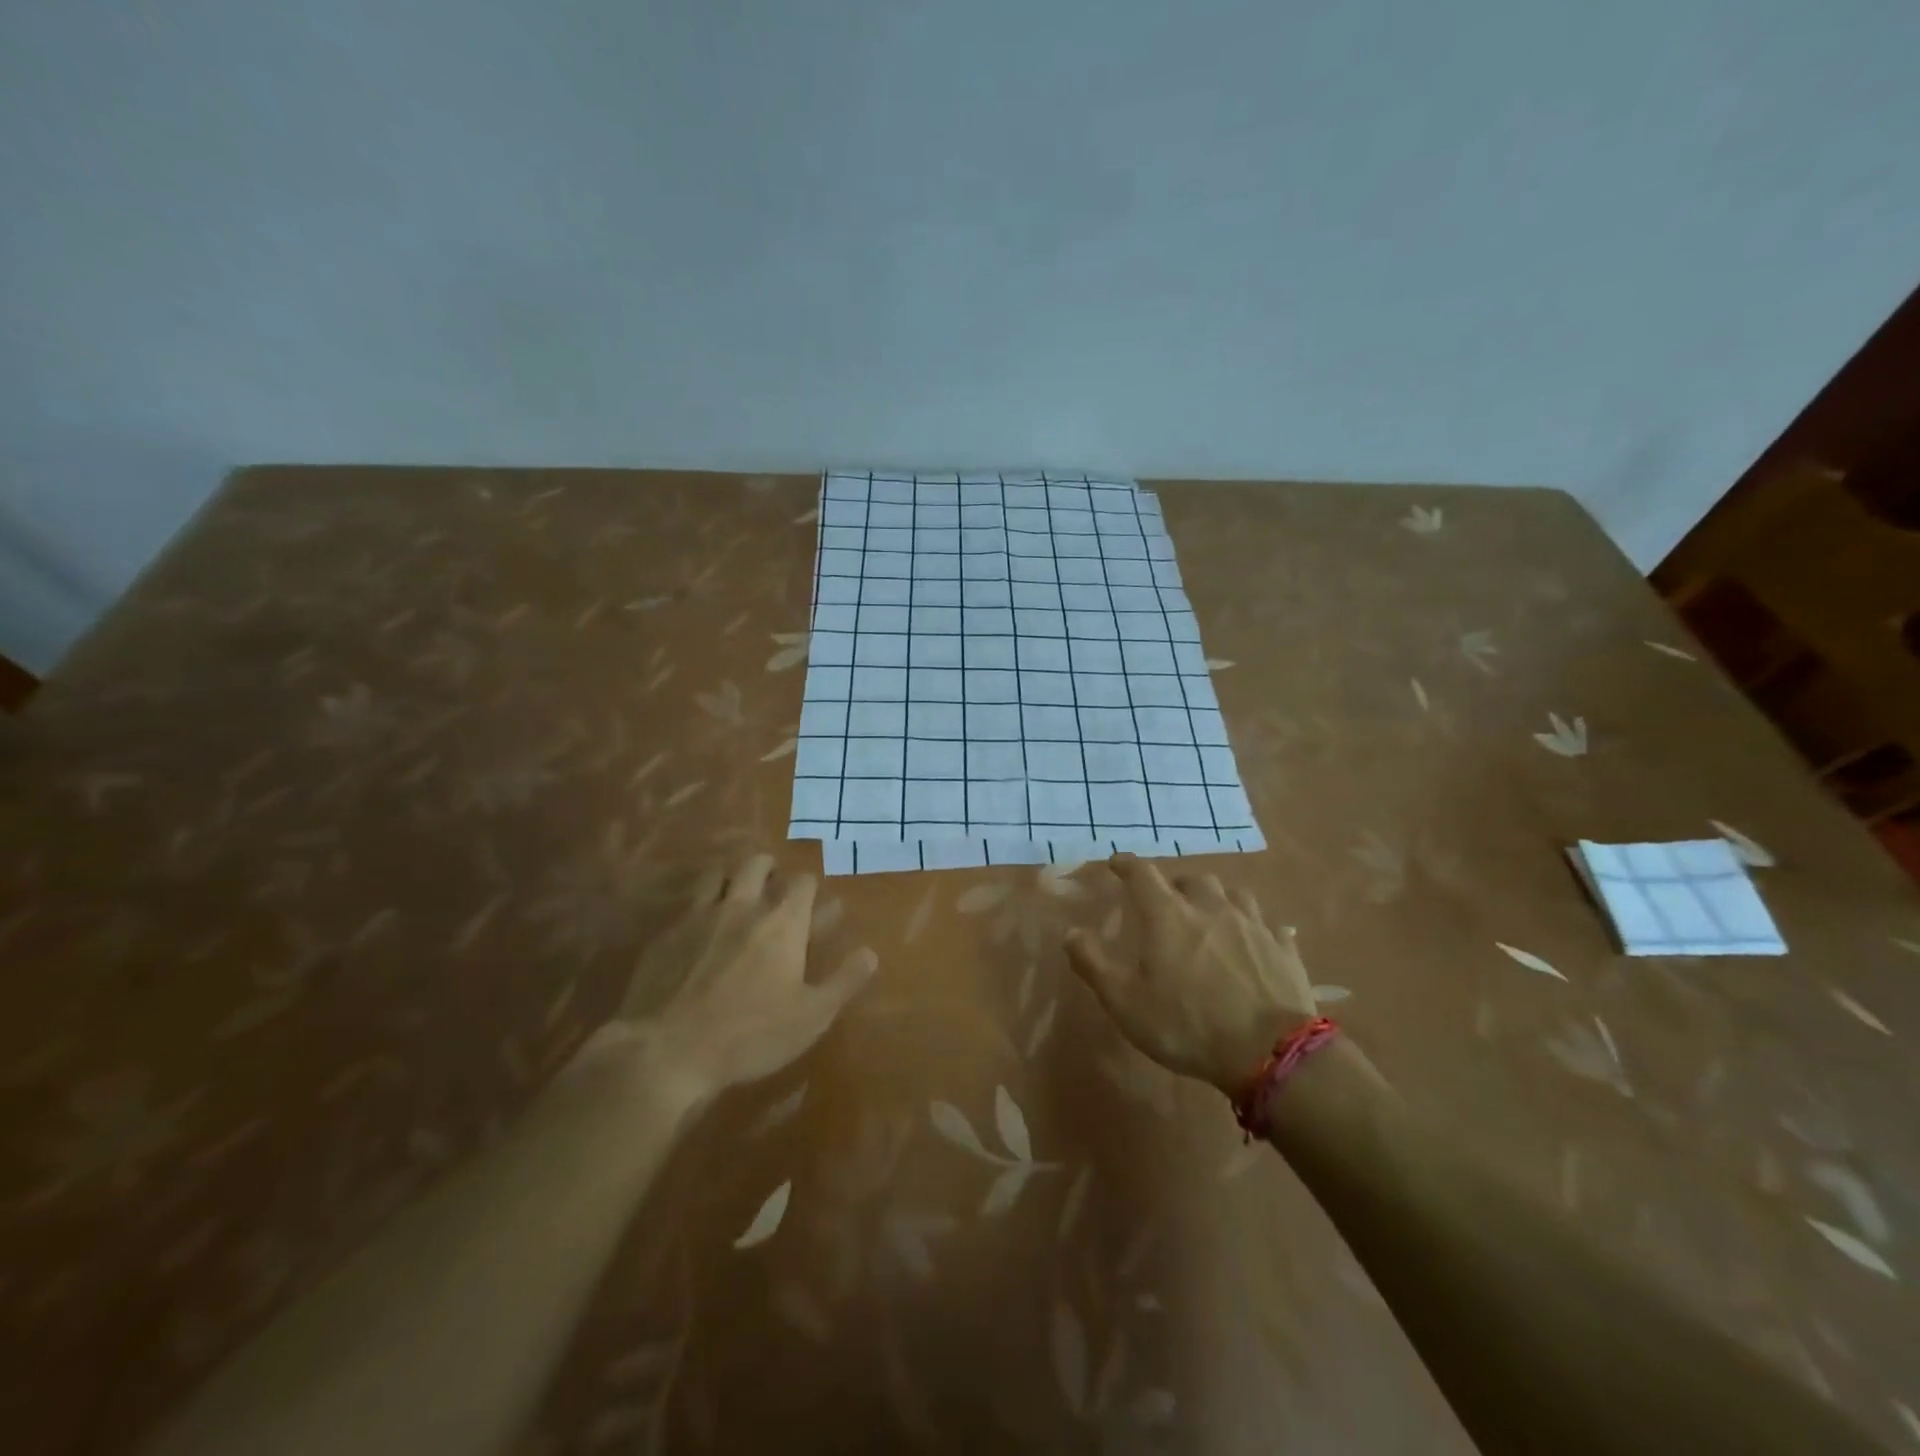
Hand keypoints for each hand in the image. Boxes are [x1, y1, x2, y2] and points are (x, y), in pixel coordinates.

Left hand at [611, 854, 875, 1101]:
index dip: (810, 887)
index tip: (815, 902)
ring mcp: (700, 915)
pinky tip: (699, 925)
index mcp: (782, 922)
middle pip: (757, 864)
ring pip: (717, 873)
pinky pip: (687, 903)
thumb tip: (871, 953)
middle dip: (770, 869)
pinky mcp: (666, 933)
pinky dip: (700, 904)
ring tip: (736, 892)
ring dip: (731, 876)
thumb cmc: (750, 1034)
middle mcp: (743, 905)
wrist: (666, 1050)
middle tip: (773, 886)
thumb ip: (844, 981)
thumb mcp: (811, 1017)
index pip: (802, 882)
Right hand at [1064, 854, 1316, 1095]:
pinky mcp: (1283, 947)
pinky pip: (1268, 924)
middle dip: (1175, 885)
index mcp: (1168, 915)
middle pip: (1192, 880)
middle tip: (1166, 902)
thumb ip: (1093, 963)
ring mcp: (1251, 924)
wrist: (1269, 1052)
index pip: (1142, 874)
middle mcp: (1210, 908)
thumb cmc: (1186, 1025)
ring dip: (1216, 898)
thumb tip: (1071, 932)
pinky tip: (1254, 938)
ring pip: (1232, 893)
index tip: (1116, 863)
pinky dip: (1254, 925)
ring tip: (1210, 913)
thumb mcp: (1125, 1002)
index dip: (1127, 865)